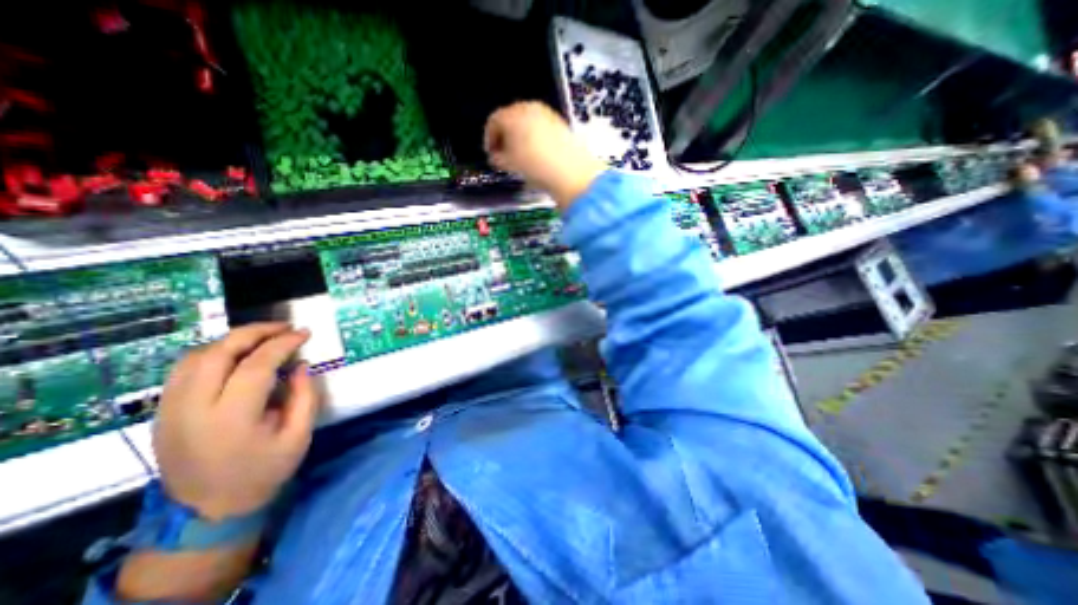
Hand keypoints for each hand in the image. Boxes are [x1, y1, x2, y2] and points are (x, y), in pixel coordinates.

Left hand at [154, 324, 318, 517]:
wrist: (208, 510)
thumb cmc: (263, 472)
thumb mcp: (298, 436)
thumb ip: (304, 397)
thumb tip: (300, 365)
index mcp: (231, 419)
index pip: (255, 365)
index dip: (283, 343)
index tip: (304, 333)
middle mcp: (192, 409)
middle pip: (217, 353)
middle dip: (254, 332)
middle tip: (284, 327)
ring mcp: (170, 410)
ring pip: (194, 357)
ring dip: (232, 340)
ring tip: (264, 337)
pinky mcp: (163, 412)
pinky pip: (184, 369)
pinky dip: (213, 352)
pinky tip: (236, 354)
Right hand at [487, 101, 608, 208]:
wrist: (569, 171)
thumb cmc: (536, 165)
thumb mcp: (509, 164)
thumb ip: (497, 158)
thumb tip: (496, 157)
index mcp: (512, 114)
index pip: (493, 121)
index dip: (489, 138)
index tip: (490, 152)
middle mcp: (529, 108)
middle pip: (511, 119)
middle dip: (505, 137)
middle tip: (503, 154)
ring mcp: (547, 114)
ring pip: (527, 123)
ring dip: (520, 138)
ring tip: (521, 158)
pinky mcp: (560, 124)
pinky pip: (541, 128)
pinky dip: (535, 138)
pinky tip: (536, 155)